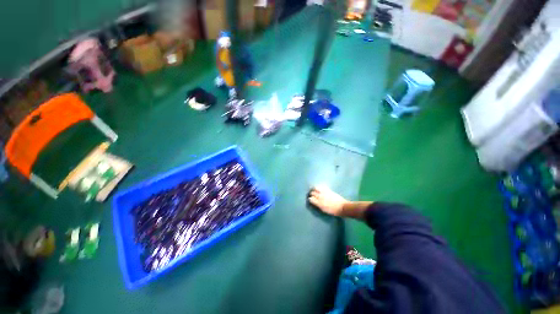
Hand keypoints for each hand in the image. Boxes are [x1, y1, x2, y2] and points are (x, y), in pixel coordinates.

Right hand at [308, 186, 347, 216]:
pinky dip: (319, 187)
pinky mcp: (328, 190)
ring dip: (314, 189)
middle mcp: (320, 196)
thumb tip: (314, 202)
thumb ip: (318, 205)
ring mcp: (324, 192)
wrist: (342, 207)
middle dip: (311, 194)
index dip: (310, 199)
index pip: (311, 199)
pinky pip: (322, 187)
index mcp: (319, 203)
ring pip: (316, 188)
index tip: (310, 199)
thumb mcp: (324, 210)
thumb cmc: (333, 211)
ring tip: (314, 189)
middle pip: (312, 193)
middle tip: (312, 195)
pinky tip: (319, 188)